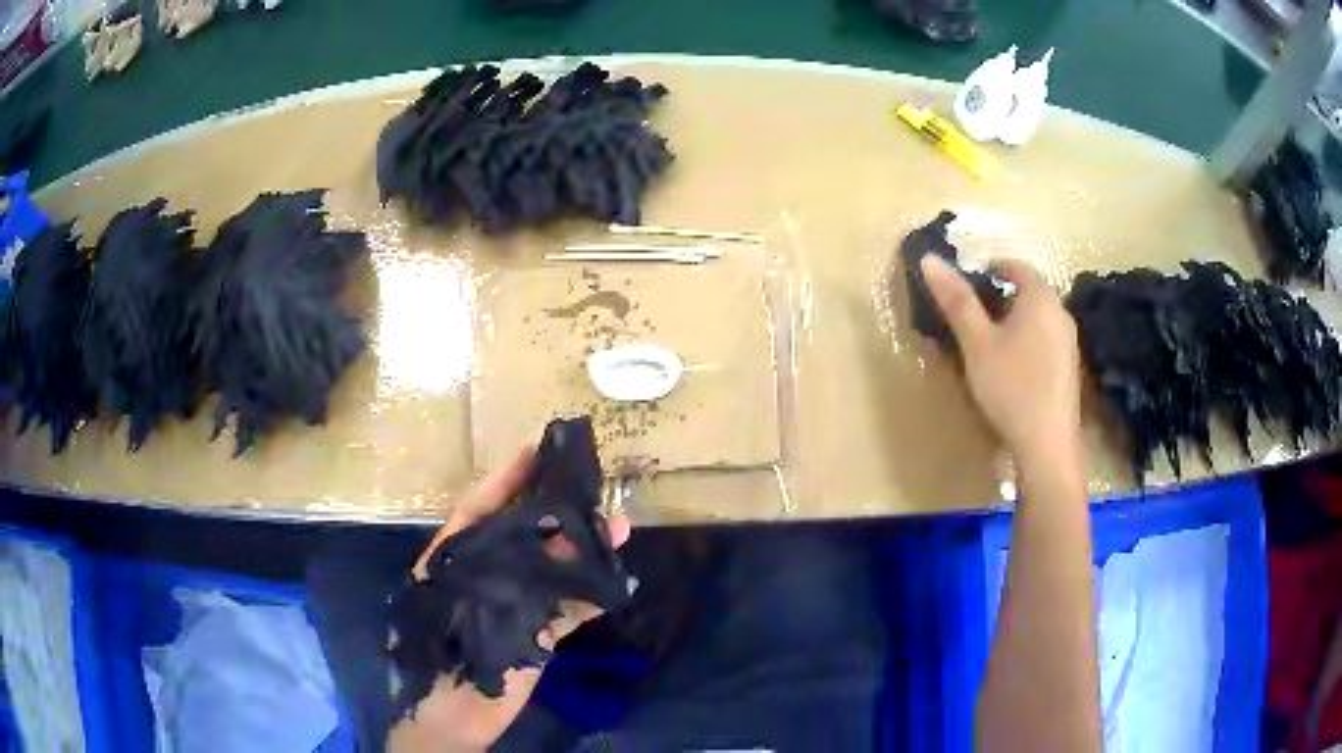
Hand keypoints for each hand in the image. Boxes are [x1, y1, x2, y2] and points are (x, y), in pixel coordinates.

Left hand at [388, 446, 632, 752]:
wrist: (450, 715)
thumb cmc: (438, 653)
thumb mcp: (449, 597)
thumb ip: (487, 564)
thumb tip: (540, 532)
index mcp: (456, 557)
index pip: (481, 505)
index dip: (508, 476)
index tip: (539, 446)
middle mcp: (487, 573)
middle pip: (524, 531)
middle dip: (558, 506)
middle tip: (591, 481)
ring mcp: (514, 603)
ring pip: (553, 565)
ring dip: (585, 547)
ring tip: (619, 525)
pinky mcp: (536, 633)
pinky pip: (570, 606)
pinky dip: (593, 593)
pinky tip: (618, 580)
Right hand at [921, 255, 1080, 462]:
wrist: (1047, 445)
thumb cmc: (1011, 387)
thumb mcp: (977, 343)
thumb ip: (957, 300)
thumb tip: (929, 258)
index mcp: (1040, 297)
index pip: (1014, 266)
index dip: (988, 269)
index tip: (964, 287)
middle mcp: (1061, 311)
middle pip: (1027, 291)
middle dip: (998, 298)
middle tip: (970, 319)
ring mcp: (1069, 341)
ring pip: (1036, 318)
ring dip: (1013, 322)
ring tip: (986, 346)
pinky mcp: (1069, 368)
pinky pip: (1045, 340)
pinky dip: (1026, 343)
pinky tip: (1011, 371)